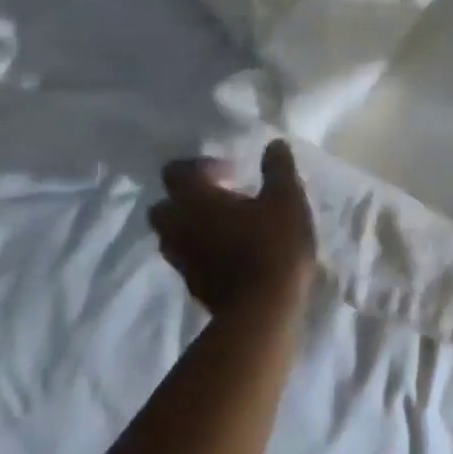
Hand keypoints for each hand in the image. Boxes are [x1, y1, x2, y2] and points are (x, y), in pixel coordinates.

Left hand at [150, 141, 316, 317]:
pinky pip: (189, 258)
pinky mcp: (192, 284)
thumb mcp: (287, 199)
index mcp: (196, 200)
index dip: (201, 166)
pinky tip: (234, 253)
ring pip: (174, 234)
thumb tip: (274, 144)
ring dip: (194, 226)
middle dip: (188, 198)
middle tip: (223, 198)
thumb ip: (278, 169)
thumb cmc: (274, 245)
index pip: (176, 171)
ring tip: (228, 226)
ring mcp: (182, 259)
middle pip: (165, 205)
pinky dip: (203, 250)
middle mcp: (178, 227)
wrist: (263, 309)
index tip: (231, 172)